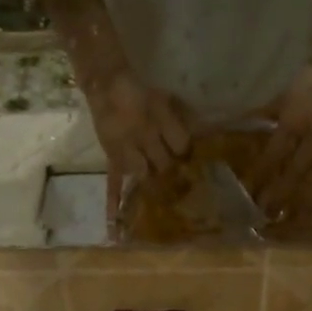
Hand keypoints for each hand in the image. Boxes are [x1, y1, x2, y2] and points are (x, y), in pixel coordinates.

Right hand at [81, 69, 191, 229]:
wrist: (106, 84)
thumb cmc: (140, 91)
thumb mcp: (166, 98)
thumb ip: (182, 116)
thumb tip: (205, 133)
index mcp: (160, 119)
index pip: (182, 144)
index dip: (187, 151)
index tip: (191, 156)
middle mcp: (145, 137)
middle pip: (164, 163)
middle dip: (171, 170)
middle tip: (177, 177)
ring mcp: (127, 150)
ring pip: (144, 174)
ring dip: (152, 181)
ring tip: (158, 189)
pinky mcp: (112, 158)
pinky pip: (112, 182)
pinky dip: (114, 203)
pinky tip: (115, 227)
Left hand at [251, 59, 311, 224]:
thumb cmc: (304, 78)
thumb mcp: (279, 96)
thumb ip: (260, 114)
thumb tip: (230, 124)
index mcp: (294, 120)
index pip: (275, 152)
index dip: (262, 173)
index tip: (250, 194)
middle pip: (298, 168)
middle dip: (283, 192)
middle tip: (270, 214)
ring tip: (303, 219)